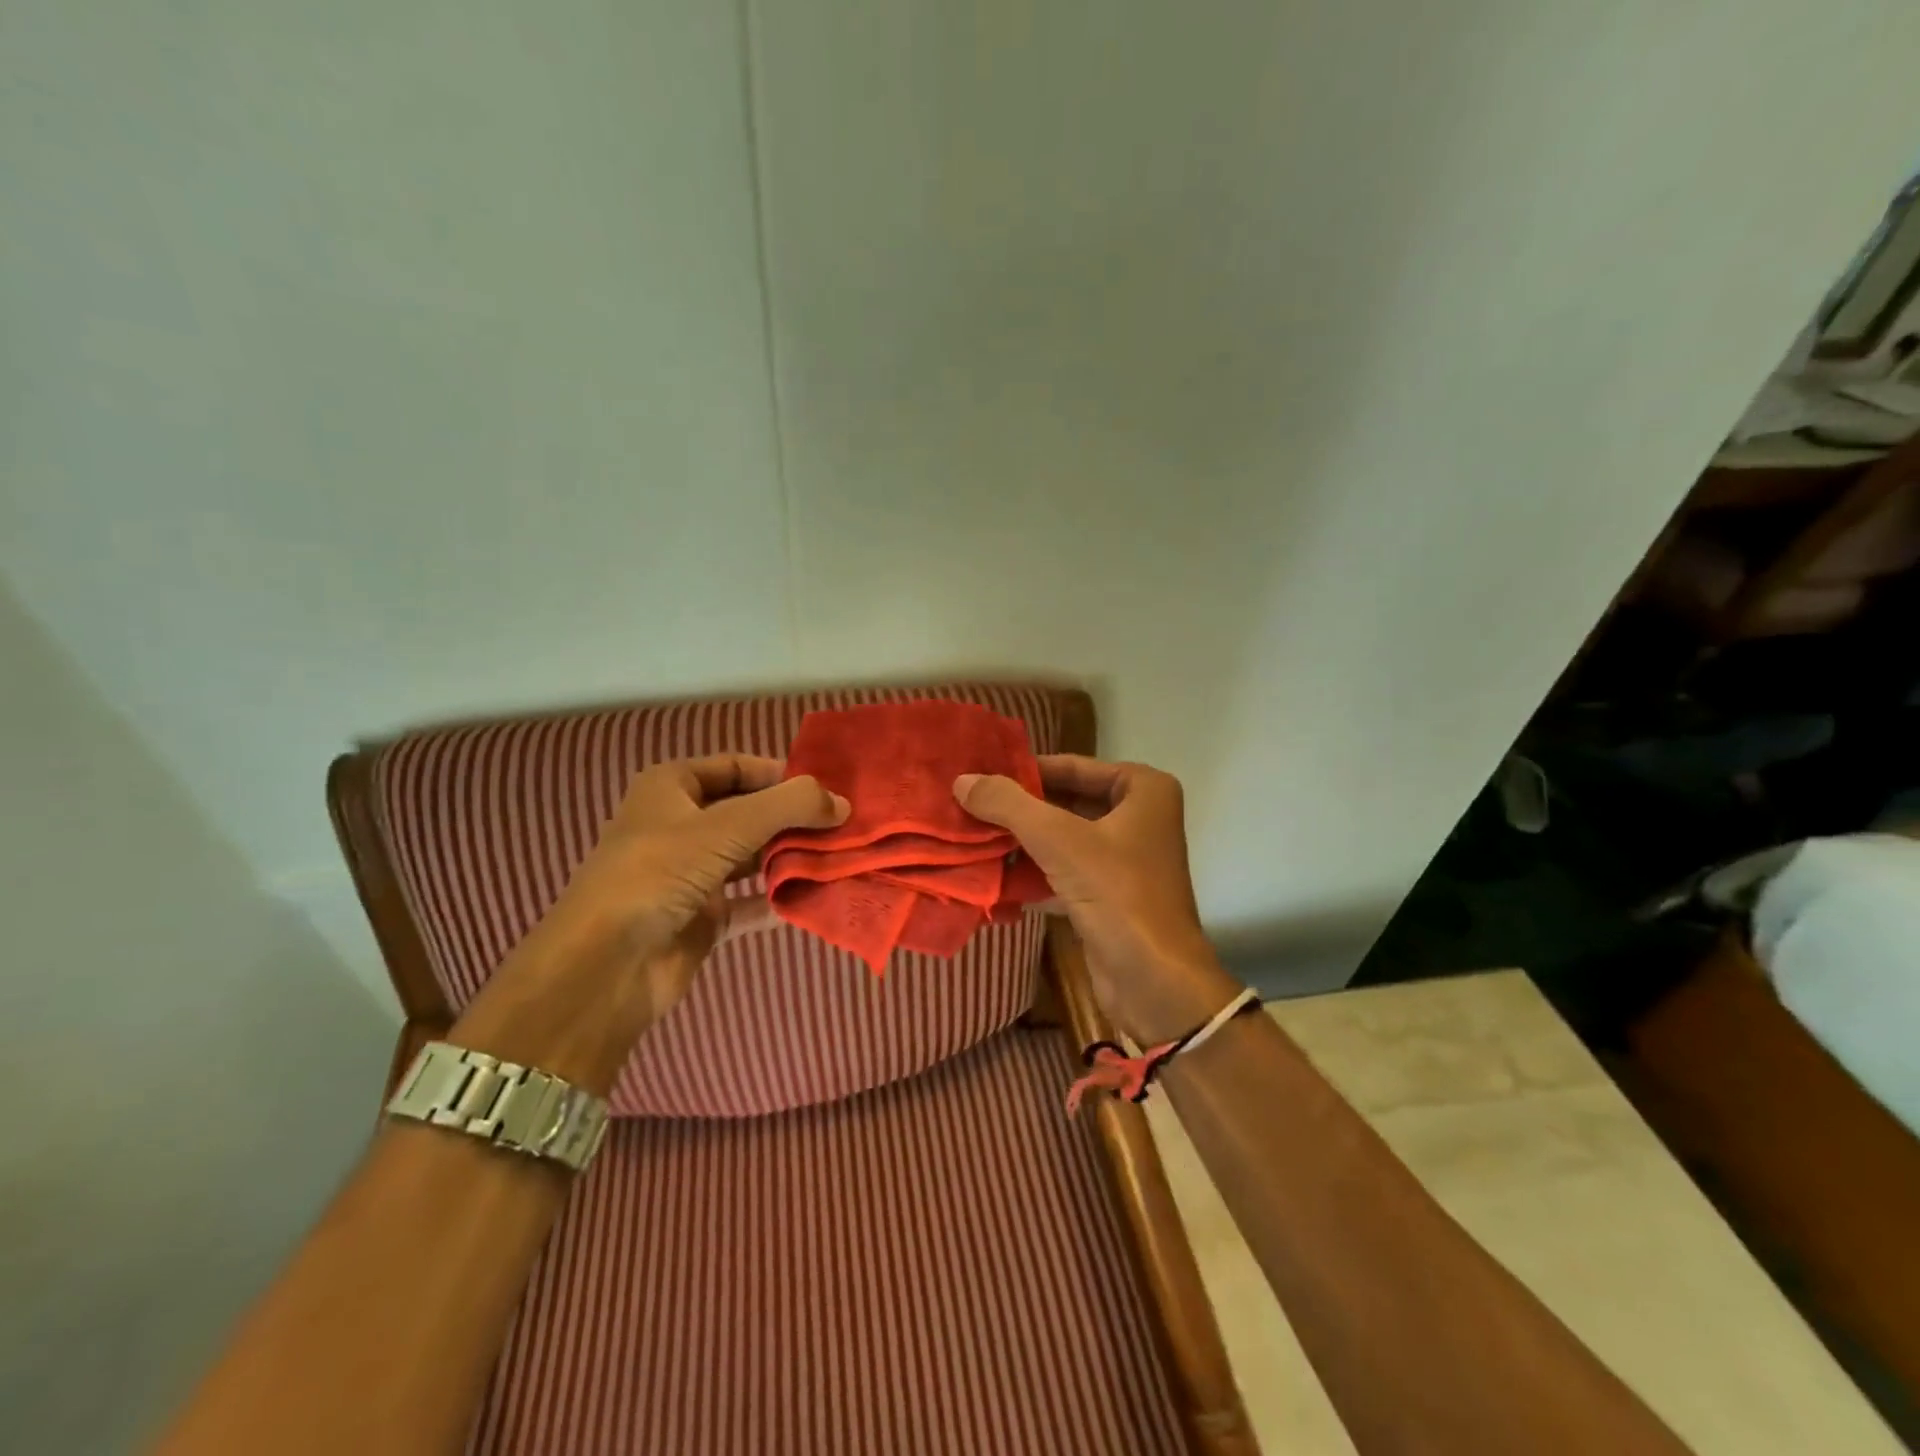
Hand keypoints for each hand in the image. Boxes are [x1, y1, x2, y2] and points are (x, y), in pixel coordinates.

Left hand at [457, 755, 847, 1092]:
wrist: (606, 965)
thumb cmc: (660, 870)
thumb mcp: (729, 825)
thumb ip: (790, 806)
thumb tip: (843, 802)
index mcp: (671, 788)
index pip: (736, 767)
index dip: (780, 774)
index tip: (825, 788)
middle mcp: (679, 826)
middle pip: (748, 813)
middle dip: (792, 819)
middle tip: (843, 824)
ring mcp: (690, 874)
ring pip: (751, 857)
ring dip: (790, 857)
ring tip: (840, 856)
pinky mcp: (701, 917)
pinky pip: (750, 901)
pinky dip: (780, 898)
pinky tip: (817, 896)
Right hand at [953, 756, 1238, 1043]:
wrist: (1155, 982)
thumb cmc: (1116, 893)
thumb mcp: (1058, 839)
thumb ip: (1008, 805)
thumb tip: (962, 780)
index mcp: (1143, 790)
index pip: (1072, 767)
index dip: (1025, 771)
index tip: (979, 775)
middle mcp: (1139, 818)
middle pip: (1066, 802)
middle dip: (1019, 810)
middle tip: (968, 806)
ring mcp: (1125, 859)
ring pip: (1063, 839)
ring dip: (1021, 843)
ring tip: (971, 838)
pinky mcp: (1110, 896)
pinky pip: (1064, 872)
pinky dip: (1033, 874)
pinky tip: (993, 877)